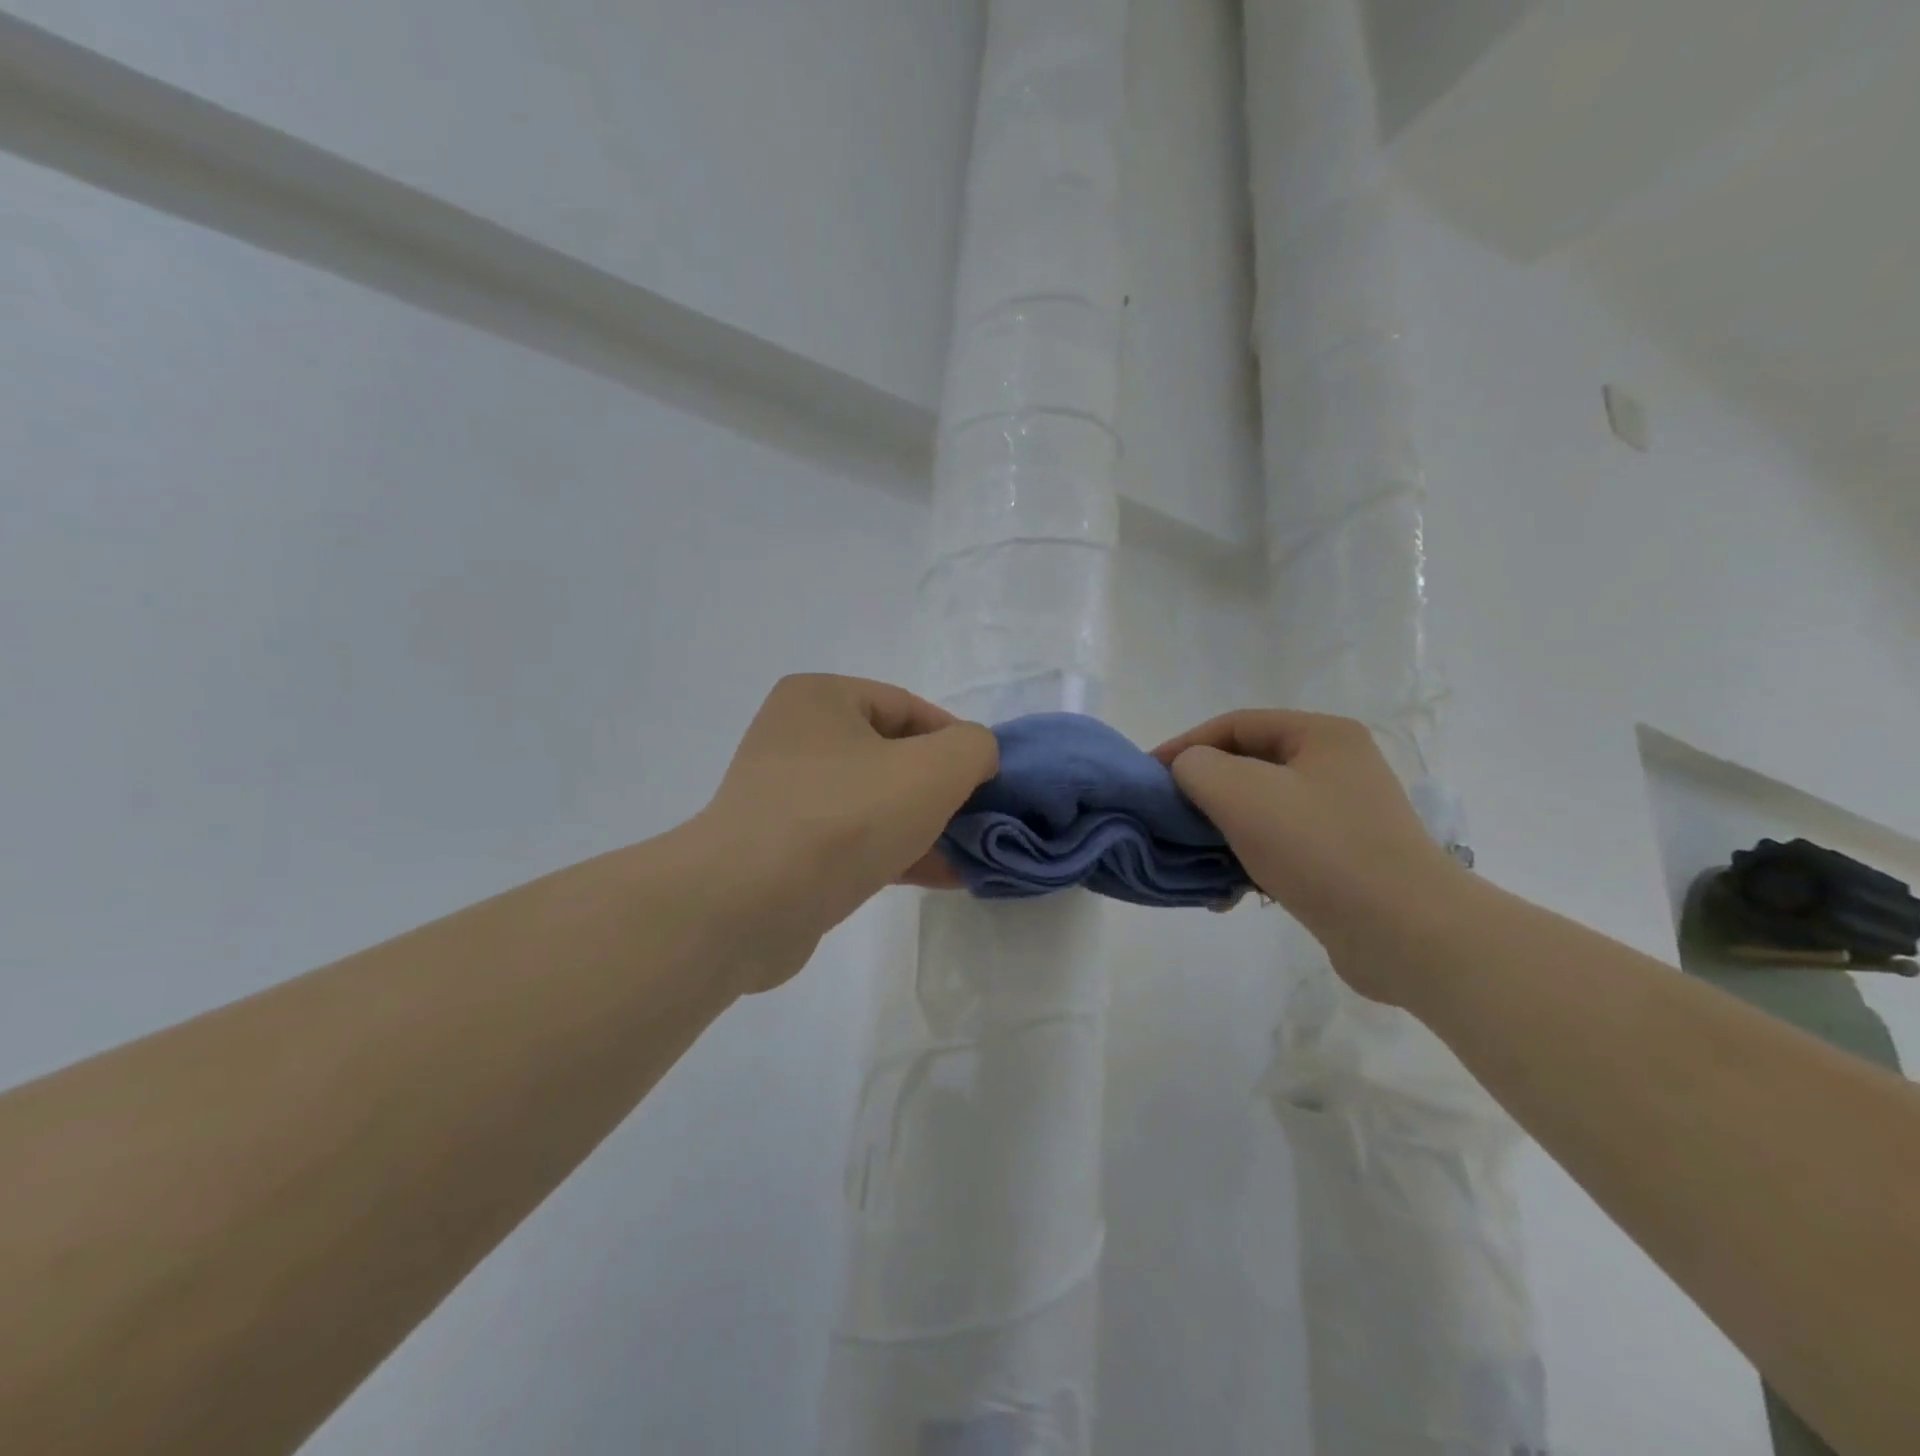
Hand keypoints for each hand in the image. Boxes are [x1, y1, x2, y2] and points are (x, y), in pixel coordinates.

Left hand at [695, 674, 997, 990]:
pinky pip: (853, 840)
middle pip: (892, 756)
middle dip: (942, 788)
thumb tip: (975, 756)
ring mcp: (785, 796)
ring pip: (875, 802)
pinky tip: (942, 876)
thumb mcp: (933, 769)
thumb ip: (973, 748)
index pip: (907, 707)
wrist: (747, 904)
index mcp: (820, 698)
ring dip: (925, 825)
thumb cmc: (844, 817)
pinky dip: (896, 852)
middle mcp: (795, 737)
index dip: (956, 740)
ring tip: (971, 852)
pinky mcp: (783, 849)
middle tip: (980, 817)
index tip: (988, 778)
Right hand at [1154, 709, 1462, 1001]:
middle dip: (1202, 793)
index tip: (1148, 777)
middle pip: (1247, 767)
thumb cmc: (1319, 849)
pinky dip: (1247, 862)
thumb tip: (1189, 772)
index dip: (1184, 745)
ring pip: (1260, 810)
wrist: (1406, 934)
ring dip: (1220, 833)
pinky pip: (1279, 847)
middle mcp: (1337, 767)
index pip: (1234, 724)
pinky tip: (1227, 892)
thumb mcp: (1240, 794)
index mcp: (1321, 735)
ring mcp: (1344, 815)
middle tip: (1167, 819)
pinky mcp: (1344, 860)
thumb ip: (1196, 767)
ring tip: (1193, 862)